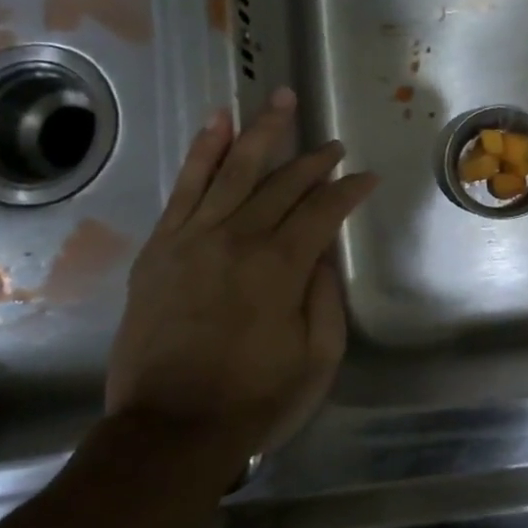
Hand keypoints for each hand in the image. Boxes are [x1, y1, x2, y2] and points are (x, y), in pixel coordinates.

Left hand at [105, 88, 376, 458]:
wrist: (169, 429)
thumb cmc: (254, 399)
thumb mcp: (317, 358)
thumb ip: (325, 296)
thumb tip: (323, 250)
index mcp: (281, 267)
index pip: (324, 210)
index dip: (349, 190)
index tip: (367, 178)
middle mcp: (239, 238)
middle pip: (283, 182)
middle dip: (314, 158)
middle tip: (333, 143)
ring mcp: (193, 237)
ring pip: (234, 169)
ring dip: (261, 130)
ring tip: (279, 98)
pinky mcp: (160, 247)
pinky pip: (184, 186)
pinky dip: (202, 151)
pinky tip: (218, 121)